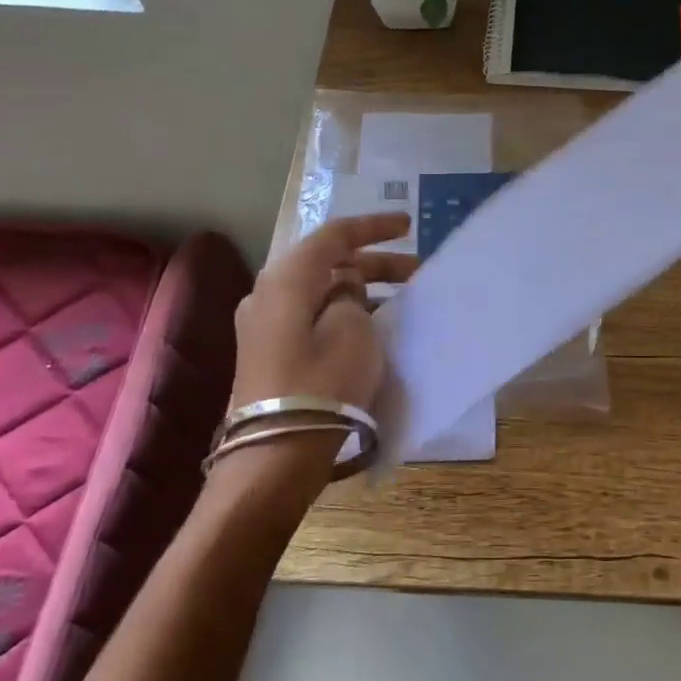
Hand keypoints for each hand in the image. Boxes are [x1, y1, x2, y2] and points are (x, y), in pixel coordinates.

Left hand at [229, 214, 415, 412]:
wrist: (276, 454)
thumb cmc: (321, 384)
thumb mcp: (353, 331)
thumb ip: (353, 297)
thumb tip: (345, 292)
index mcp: (286, 279)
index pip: (334, 236)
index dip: (373, 227)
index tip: (408, 226)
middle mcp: (268, 293)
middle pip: (326, 264)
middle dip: (373, 263)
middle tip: (416, 272)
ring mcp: (264, 325)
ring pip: (321, 292)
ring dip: (360, 290)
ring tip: (400, 300)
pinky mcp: (270, 352)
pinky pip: (312, 316)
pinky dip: (344, 313)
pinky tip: (372, 326)